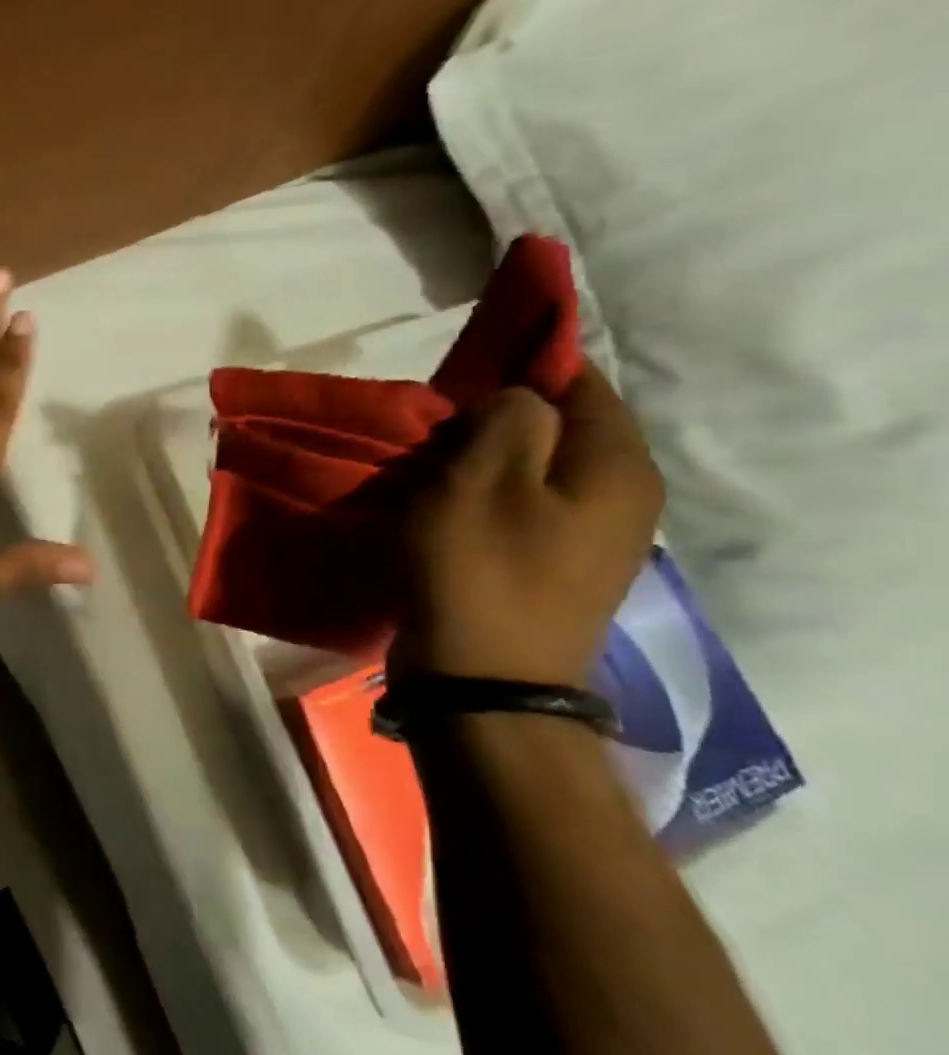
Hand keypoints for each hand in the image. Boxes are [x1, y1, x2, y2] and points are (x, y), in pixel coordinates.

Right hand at [392, 363, 662, 688]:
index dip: (521, 369)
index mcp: (618, 467)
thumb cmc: (479, 571)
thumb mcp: (483, 476)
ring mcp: (591, 540)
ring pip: (535, 470)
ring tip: (431, 470)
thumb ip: (510, 415)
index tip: (459, 381)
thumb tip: (517, 404)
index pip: (581, 382)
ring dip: (483, 462)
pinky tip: (444, 511)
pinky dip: (484, 499)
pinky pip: (522, 509)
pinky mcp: (554, 570)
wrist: (482, 685)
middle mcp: (622, 498)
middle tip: (435, 432)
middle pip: (558, 428)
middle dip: (495, 419)